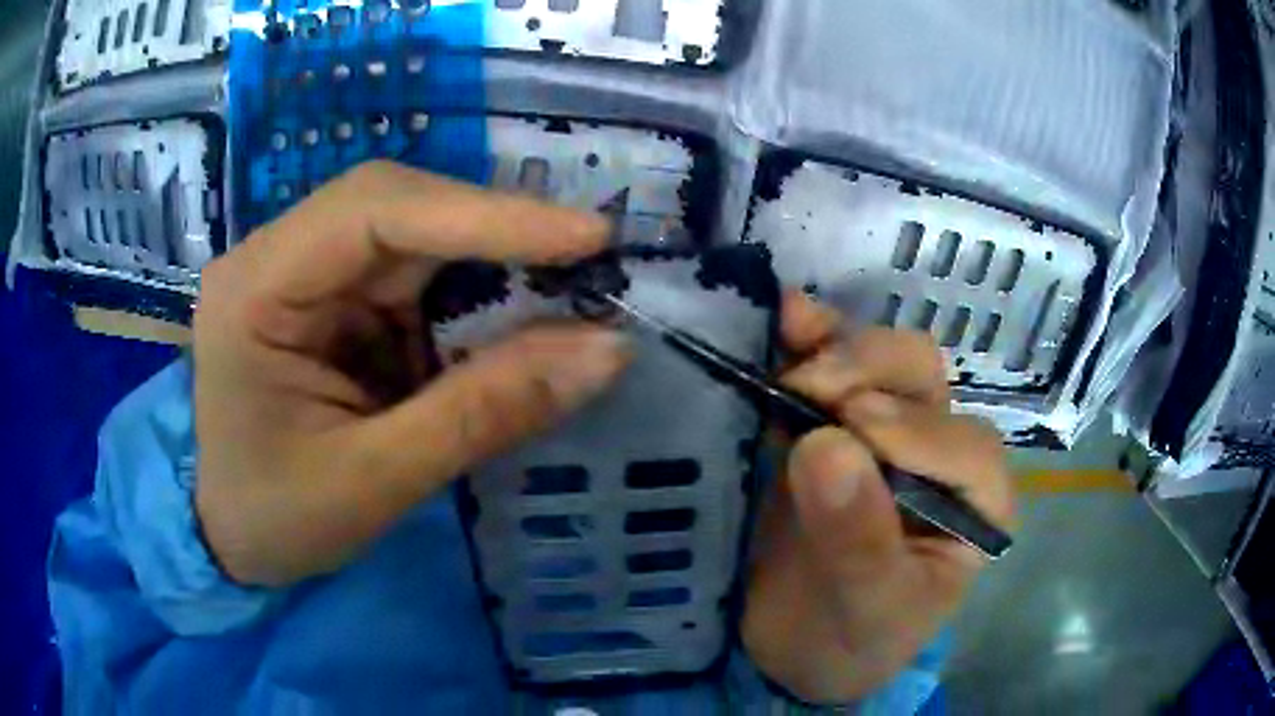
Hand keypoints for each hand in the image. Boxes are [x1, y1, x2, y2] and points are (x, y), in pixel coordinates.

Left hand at [194, 162, 628, 586]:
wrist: (229, 536)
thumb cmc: (276, 519)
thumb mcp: (376, 480)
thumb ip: (484, 413)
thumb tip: (606, 350)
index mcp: (255, 290)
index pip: (375, 211)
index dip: (486, 214)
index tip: (587, 237)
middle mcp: (277, 257)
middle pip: (399, 208)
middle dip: (494, 233)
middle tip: (585, 265)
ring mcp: (305, 271)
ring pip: (414, 235)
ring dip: (488, 266)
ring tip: (558, 301)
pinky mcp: (330, 298)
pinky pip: (411, 276)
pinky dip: (466, 300)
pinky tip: (501, 330)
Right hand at [742, 293, 1013, 702]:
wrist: (797, 653)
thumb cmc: (852, 642)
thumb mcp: (866, 610)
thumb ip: (858, 542)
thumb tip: (826, 447)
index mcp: (975, 503)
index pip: (962, 446)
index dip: (910, 431)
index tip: (844, 432)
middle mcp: (940, 454)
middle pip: (923, 382)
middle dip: (870, 372)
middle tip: (808, 392)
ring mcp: (885, 433)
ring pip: (882, 361)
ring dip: (838, 344)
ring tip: (791, 338)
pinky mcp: (831, 428)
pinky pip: (829, 367)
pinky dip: (808, 338)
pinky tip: (787, 318)